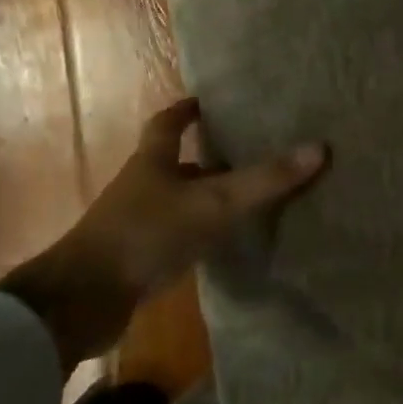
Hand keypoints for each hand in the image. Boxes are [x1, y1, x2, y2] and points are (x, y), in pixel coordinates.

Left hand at [0, 98, 327, 369]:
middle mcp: (141, 187)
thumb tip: (319, 148)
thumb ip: (264, 180)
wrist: (82, 301)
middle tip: (244, 152)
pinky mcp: (135, 259)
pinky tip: (220, 243)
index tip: (203, 102)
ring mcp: (135, 224)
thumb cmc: (146, 234)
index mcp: (152, 162)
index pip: (166, 124)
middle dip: (205, 157)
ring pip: (176, 201)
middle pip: (174, 164)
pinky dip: (197, 233)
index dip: (184, 111)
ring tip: (244, 198)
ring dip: (203, 197)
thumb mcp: (213, 204)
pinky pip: (174, 235)